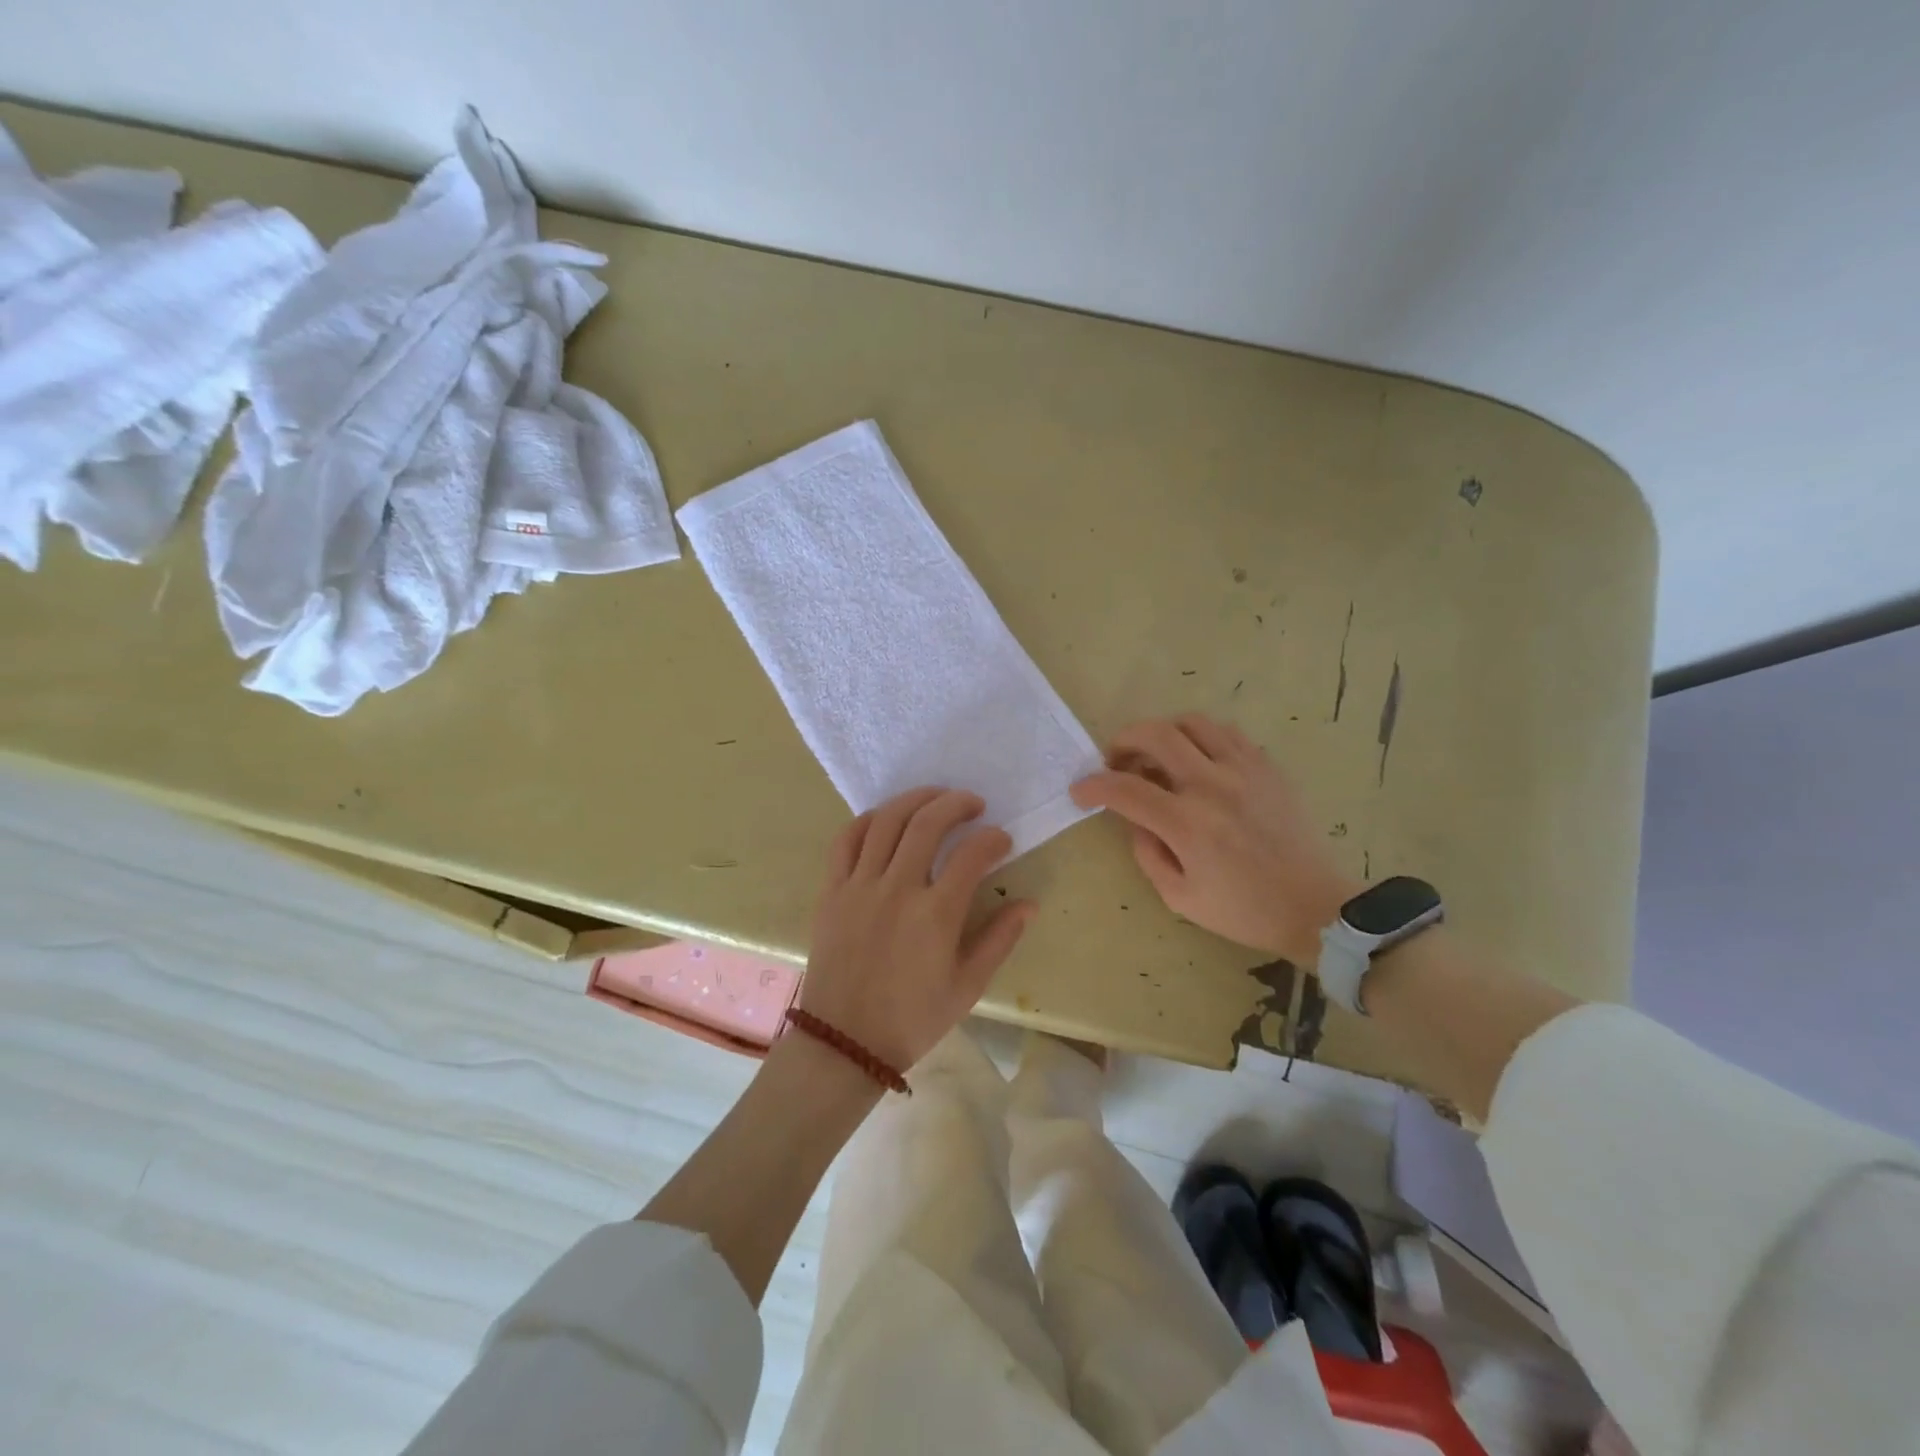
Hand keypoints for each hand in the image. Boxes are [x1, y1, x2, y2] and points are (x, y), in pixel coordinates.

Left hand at [800, 788, 1034, 1071]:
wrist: (845, 1043)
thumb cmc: (912, 1019)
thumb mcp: (967, 986)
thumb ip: (999, 939)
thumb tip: (1029, 904)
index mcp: (935, 915)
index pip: (972, 854)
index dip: (993, 838)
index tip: (1002, 840)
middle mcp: (896, 889)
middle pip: (927, 823)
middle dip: (956, 803)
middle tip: (974, 804)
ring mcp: (859, 886)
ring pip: (886, 821)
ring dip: (915, 800)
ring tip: (935, 798)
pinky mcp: (832, 891)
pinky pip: (845, 840)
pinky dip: (867, 820)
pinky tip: (886, 818)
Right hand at [1070, 715, 1359, 966]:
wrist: (1315, 907)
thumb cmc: (1243, 910)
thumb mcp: (1179, 897)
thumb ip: (1146, 852)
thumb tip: (1135, 819)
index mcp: (1188, 824)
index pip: (1125, 789)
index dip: (1093, 786)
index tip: (1080, 791)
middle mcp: (1213, 785)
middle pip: (1156, 735)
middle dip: (1123, 740)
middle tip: (1115, 760)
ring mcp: (1244, 770)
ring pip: (1192, 722)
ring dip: (1163, 733)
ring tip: (1157, 756)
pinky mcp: (1267, 767)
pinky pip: (1226, 732)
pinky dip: (1200, 738)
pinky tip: (1196, 760)